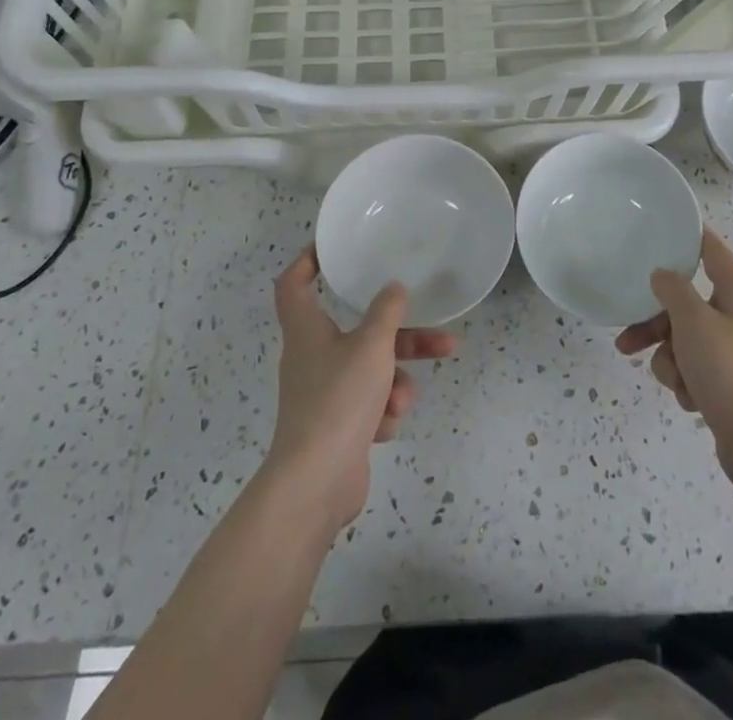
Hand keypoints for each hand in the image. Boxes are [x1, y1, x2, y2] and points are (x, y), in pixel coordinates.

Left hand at [265, 248, 456, 532]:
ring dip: (396, 381)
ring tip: (405, 398)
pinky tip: (384, 426)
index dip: (307, 260)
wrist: (317, 483)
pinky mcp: (338, 426)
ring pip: (372, 370)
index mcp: (307, 329)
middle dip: (401, 335)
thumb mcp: (371, 346)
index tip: (333, 249)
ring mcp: (325, 393)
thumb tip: (394, 288)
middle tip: (438, 333)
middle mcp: (313, 356)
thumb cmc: (339, 400)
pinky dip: (382, 412)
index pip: (294, 283)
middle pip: (359, 331)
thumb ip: (387, 312)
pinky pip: (370, 404)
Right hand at [616, 227, 732, 501]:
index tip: (663, 227)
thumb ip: (673, 290)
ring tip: (671, 380)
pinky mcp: (728, 385)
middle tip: (627, 337)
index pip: (712, 250)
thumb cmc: (730, 372)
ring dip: (668, 358)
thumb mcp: (693, 322)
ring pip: (684, 340)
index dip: (690, 236)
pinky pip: (693, 369)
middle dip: (656, 323)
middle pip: (686, 304)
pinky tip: (690, 399)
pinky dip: (685, 382)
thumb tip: (663, 275)